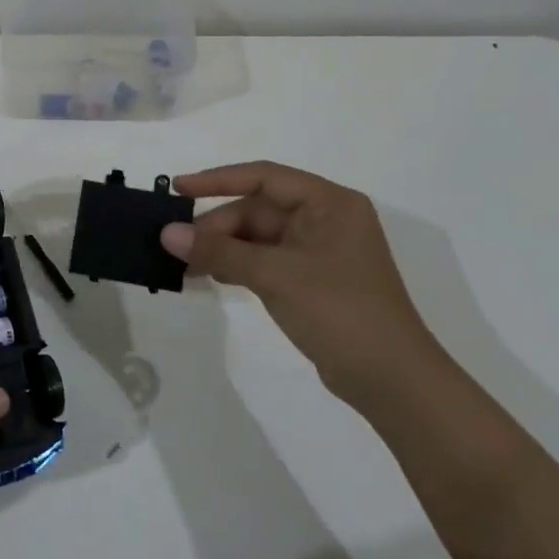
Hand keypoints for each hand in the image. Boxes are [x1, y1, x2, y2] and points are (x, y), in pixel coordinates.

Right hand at [160, 162, 446, 400]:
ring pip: (257, 237)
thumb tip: (166, 233)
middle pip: (257, 210)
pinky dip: (237, 265)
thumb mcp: (274, 275)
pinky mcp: (312, 280)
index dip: (217, 180)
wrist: (392, 381)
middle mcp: (325, 219)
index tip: (177, 189)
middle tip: (177, 247)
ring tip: (185, 264)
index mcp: (329, 203)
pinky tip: (210, 276)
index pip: (264, 177)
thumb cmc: (340, 311)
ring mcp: (319, 251)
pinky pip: (265, 260)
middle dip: (217, 227)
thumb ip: (219, 251)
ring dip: (223, 248)